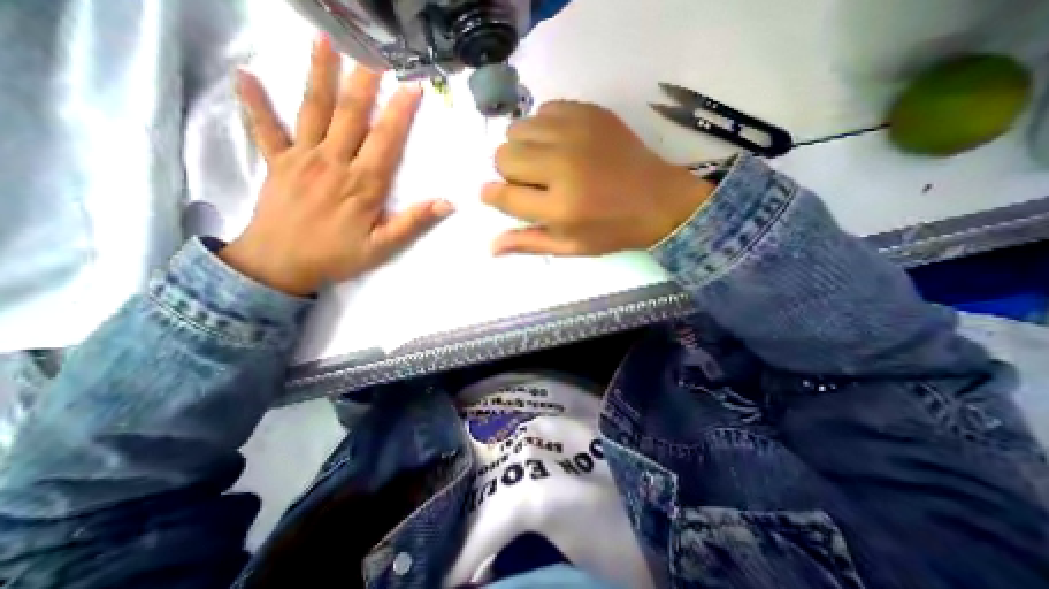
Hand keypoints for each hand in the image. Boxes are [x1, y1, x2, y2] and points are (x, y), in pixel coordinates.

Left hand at [221, 36, 449, 294]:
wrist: (281, 264)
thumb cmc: (337, 256)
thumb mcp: (383, 246)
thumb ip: (413, 222)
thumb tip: (447, 203)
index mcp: (363, 183)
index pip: (386, 140)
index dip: (400, 112)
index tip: (412, 87)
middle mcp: (334, 162)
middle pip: (350, 115)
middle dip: (364, 83)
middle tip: (373, 52)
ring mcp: (301, 158)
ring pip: (312, 110)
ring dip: (318, 75)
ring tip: (323, 41)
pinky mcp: (277, 162)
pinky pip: (264, 128)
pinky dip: (254, 103)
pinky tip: (245, 77)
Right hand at [480, 99, 713, 255]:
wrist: (658, 200)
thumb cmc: (611, 230)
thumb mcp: (570, 246)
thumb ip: (528, 243)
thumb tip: (491, 247)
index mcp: (560, 208)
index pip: (503, 195)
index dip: (492, 196)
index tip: (494, 195)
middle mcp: (563, 166)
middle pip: (503, 157)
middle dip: (509, 173)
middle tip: (531, 182)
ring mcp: (576, 133)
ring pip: (517, 129)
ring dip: (523, 148)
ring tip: (544, 162)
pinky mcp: (589, 112)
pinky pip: (542, 110)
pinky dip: (542, 128)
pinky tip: (560, 144)